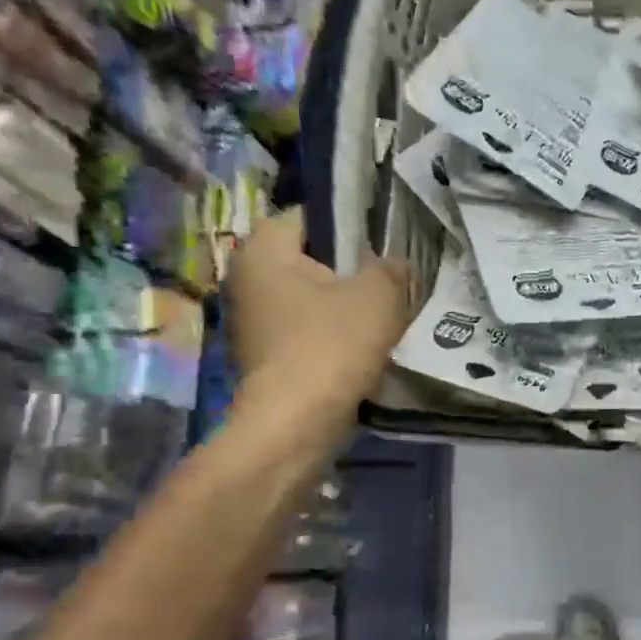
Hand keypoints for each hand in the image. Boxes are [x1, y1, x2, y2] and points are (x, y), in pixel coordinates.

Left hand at [227, 209, 411, 419]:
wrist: (296, 424)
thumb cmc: (331, 346)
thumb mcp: (378, 296)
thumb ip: (391, 268)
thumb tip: (394, 262)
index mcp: (263, 251)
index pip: (309, 216)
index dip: (350, 225)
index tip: (383, 244)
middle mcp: (247, 278)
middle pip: (311, 259)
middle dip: (350, 269)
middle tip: (390, 280)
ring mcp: (253, 321)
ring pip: (311, 298)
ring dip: (344, 305)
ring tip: (384, 315)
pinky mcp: (266, 355)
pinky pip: (307, 330)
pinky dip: (333, 334)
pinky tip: (364, 347)